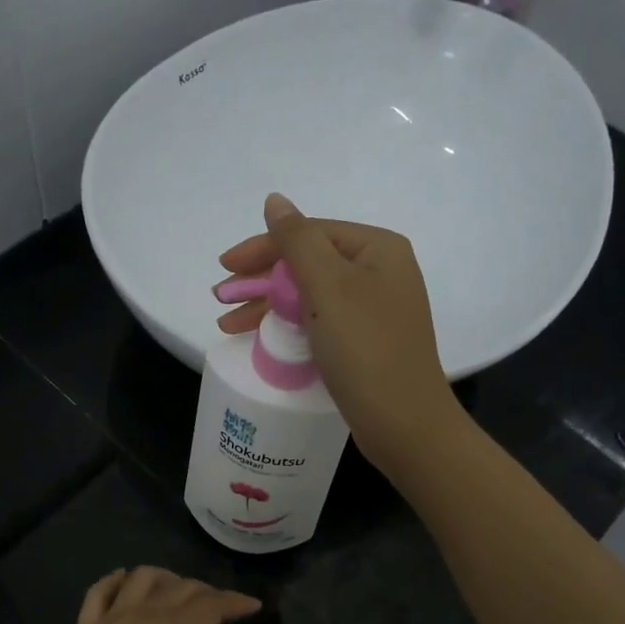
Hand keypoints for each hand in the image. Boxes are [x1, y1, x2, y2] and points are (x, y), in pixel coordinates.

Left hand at [22, 567, 260, 623]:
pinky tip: (125, 584)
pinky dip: (116, 581)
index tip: (253, 606)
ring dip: (166, 578)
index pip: (211, 606)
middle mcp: (141, 616)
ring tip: (178, 594)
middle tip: (223, 607)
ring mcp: (108, 620)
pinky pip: (99, 592)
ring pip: (141, 578)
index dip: (235, 603)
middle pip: (181, 587)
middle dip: (207, 592)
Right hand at [217, 193, 462, 475]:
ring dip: (268, 307)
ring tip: (228, 326)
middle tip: (220, 299)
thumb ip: (297, 240)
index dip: (262, 247)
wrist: (403, 423)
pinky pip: (319, 324)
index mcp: (378, 249)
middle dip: (261, 281)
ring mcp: (374, 311)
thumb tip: (275, 200)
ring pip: (310, 297)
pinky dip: (289, 328)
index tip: (224, 266)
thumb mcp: (328, 287)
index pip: (310, 234)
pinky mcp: (366, 344)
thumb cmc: (366, 349)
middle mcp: (380, 274)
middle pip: (308, 265)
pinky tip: (263, 339)